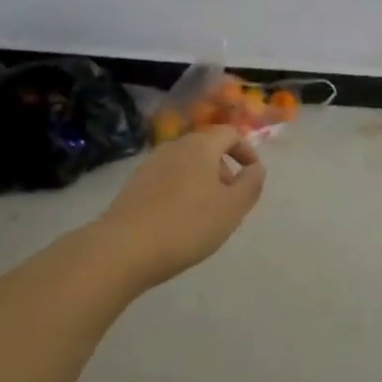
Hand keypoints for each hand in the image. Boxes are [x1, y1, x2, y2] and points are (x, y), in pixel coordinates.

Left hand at [97, 127, 266, 286]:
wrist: (125, 247)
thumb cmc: (187, 225)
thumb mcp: (231, 208)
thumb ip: (250, 184)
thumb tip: (257, 168)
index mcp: (200, 145)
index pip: (230, 133)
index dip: (246, 151)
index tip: (253, 176)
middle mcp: (174, 146)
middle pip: (206, 147)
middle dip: (224, 169)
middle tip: (231, 201)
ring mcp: (151, 163)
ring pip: (186, 164)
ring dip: (202, 181)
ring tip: (206, 215)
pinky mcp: (135, 183)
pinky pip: (167, 178)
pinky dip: (181, 190)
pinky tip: (179, 221)